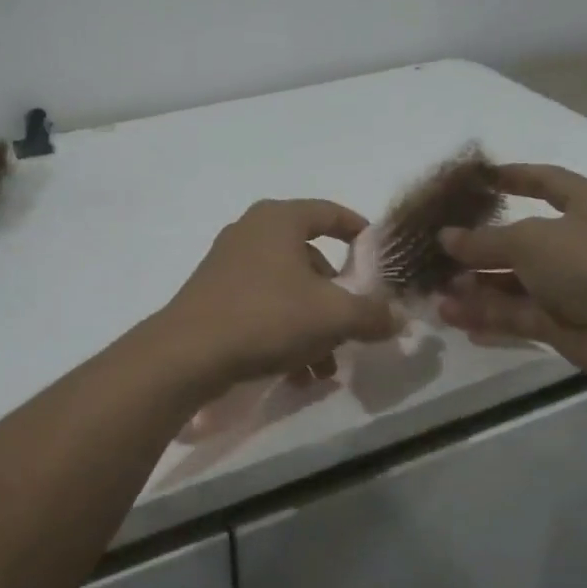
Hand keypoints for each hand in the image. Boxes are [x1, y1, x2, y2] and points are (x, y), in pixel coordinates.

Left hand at [156, 199, 396, 387]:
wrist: (188, 354)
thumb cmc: (267, 317)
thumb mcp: (333, 316)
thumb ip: (372, 314)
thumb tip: (399, 318)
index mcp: (280, 219)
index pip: (330, 212)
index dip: (360, 232)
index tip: (379, 258)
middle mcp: (252, 233)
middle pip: (311, 259)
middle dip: (337, 298)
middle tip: (353, 326)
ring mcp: (229, 264)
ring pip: (288, 290)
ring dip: (314, 327)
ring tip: (324, 368)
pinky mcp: (214, 296)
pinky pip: (263, 308)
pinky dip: (285, 334)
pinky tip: (296, 374)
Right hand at [435, 164, 586, 379]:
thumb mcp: (530, 240)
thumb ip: (484, 240)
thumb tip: (446, 238)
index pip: (547, 182)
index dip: (515, 176)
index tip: (479, 178)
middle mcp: (580, 244)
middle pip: (521, 241)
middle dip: (480, 248)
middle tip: (439, 251)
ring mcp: (571, 286)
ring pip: (514, 283)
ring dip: (476, 287)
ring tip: (436, 291)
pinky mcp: (562, 323)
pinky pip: (516, 314)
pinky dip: (486, 315)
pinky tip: (452, 317)